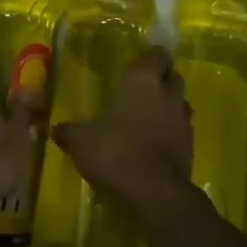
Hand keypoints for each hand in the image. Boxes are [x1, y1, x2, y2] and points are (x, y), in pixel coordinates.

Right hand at [52, 46, 193, 215]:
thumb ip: (70, 132)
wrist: (155, 191)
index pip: (157, 54)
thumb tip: (55, 130)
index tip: (140, 62)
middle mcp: (167, 93)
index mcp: (142, 81)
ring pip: (180, 102)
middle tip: (142, 88)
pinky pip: (181, 129)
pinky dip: (171, 131)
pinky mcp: (191, 145)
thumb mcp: (82, 141)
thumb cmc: (116, 151)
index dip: (151, 56)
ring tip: (149, 116)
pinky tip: (154, 142)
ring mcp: (183, 120)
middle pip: (172, 76)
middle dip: (161, 79)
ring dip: (168, 105)